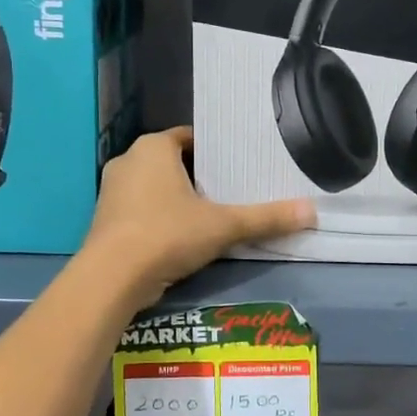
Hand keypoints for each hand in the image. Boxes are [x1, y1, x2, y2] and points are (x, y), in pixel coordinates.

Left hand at [84, 127, 313, 308]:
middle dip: (200, 176)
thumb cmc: (167, 235)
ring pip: (156, 187)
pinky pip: (142, 209)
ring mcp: (113, 191)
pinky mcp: (106, 220)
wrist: (111, 278)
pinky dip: (162, 218)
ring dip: (180, 199)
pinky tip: (184, 237)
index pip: (191, 137)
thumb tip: (311, 211)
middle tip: (234, 191)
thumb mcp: (223, 226)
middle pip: (174, 162)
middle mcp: (129, 161)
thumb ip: (266, 218)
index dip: (217, 151)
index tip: (240, 166)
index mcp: (154, 147)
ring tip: (214, 214)